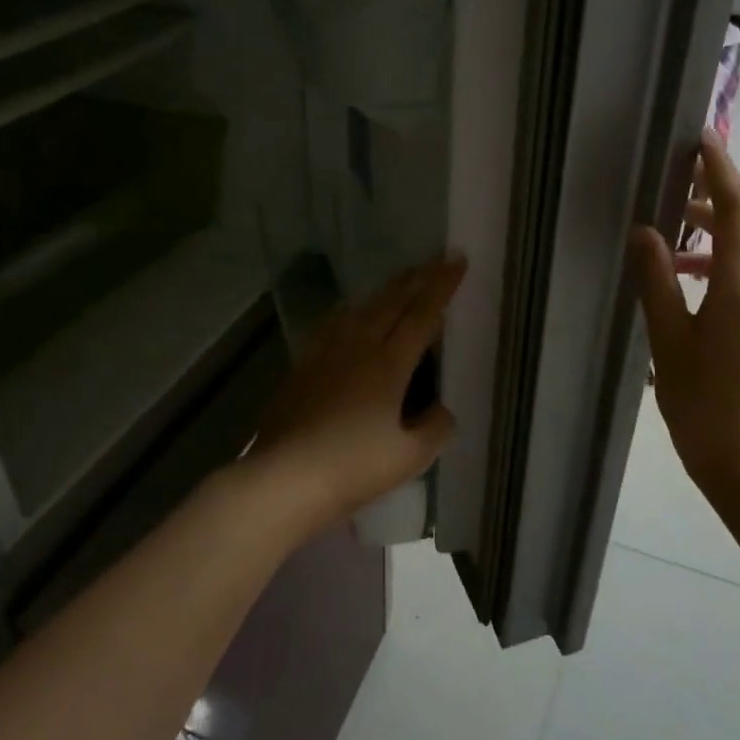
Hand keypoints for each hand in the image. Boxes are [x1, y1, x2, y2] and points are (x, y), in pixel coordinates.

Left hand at [247, 256, 465, 531]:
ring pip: (361, 309)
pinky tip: (350, 311)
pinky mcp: (303, 366)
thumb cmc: (352, 468)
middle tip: (435, 260)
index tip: (456, 260)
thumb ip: (435, 429)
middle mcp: (358, 348)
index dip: (441, 287)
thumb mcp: (409, 457)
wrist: (284, 478)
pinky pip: (333, 324)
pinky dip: (352, 310)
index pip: (422, 315)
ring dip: (386, 291)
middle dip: (417, 279)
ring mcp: (326, 354)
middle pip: (391, 303)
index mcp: (389, 365)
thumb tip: (443, 410)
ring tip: (401, 279)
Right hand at [630, 131, 739, 509]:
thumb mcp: (668, 341)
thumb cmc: (701, 404)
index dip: (720, 169)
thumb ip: (657, 280)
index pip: (736, 209)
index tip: (702, 138)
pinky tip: (692, 274)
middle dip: (721, 190)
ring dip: (722, 224)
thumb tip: (645, 231)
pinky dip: (728, 254)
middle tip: (680, 178)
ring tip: (675, 231)